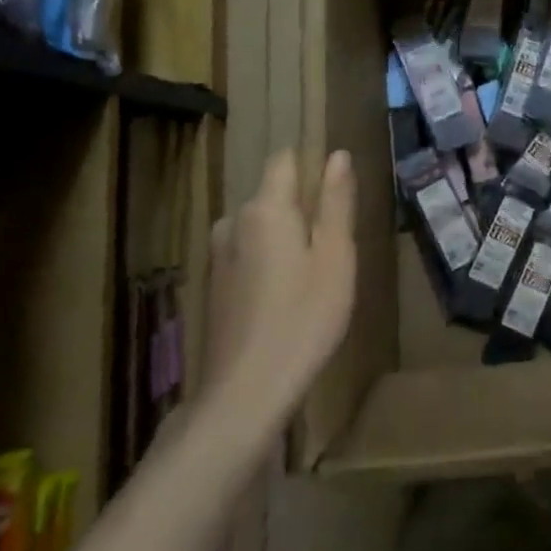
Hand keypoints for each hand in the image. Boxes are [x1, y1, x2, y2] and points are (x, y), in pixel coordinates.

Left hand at [203, 149, 356, 416]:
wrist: (244, 395)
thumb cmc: (304, 319)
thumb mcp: (336, 256)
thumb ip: (336, 202)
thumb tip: (337, 155)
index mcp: (266, 208)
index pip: (285, 159)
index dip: (312, 165)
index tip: (336, 194)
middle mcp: (234, 221)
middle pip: (273, 194)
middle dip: (303, 207)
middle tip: (334, 246)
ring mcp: (218, 254)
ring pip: (260, 225)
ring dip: (285, 236)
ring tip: (313, 274)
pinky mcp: (213, 285)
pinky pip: (247, 252)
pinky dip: (268, 260)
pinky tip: (285, 297)